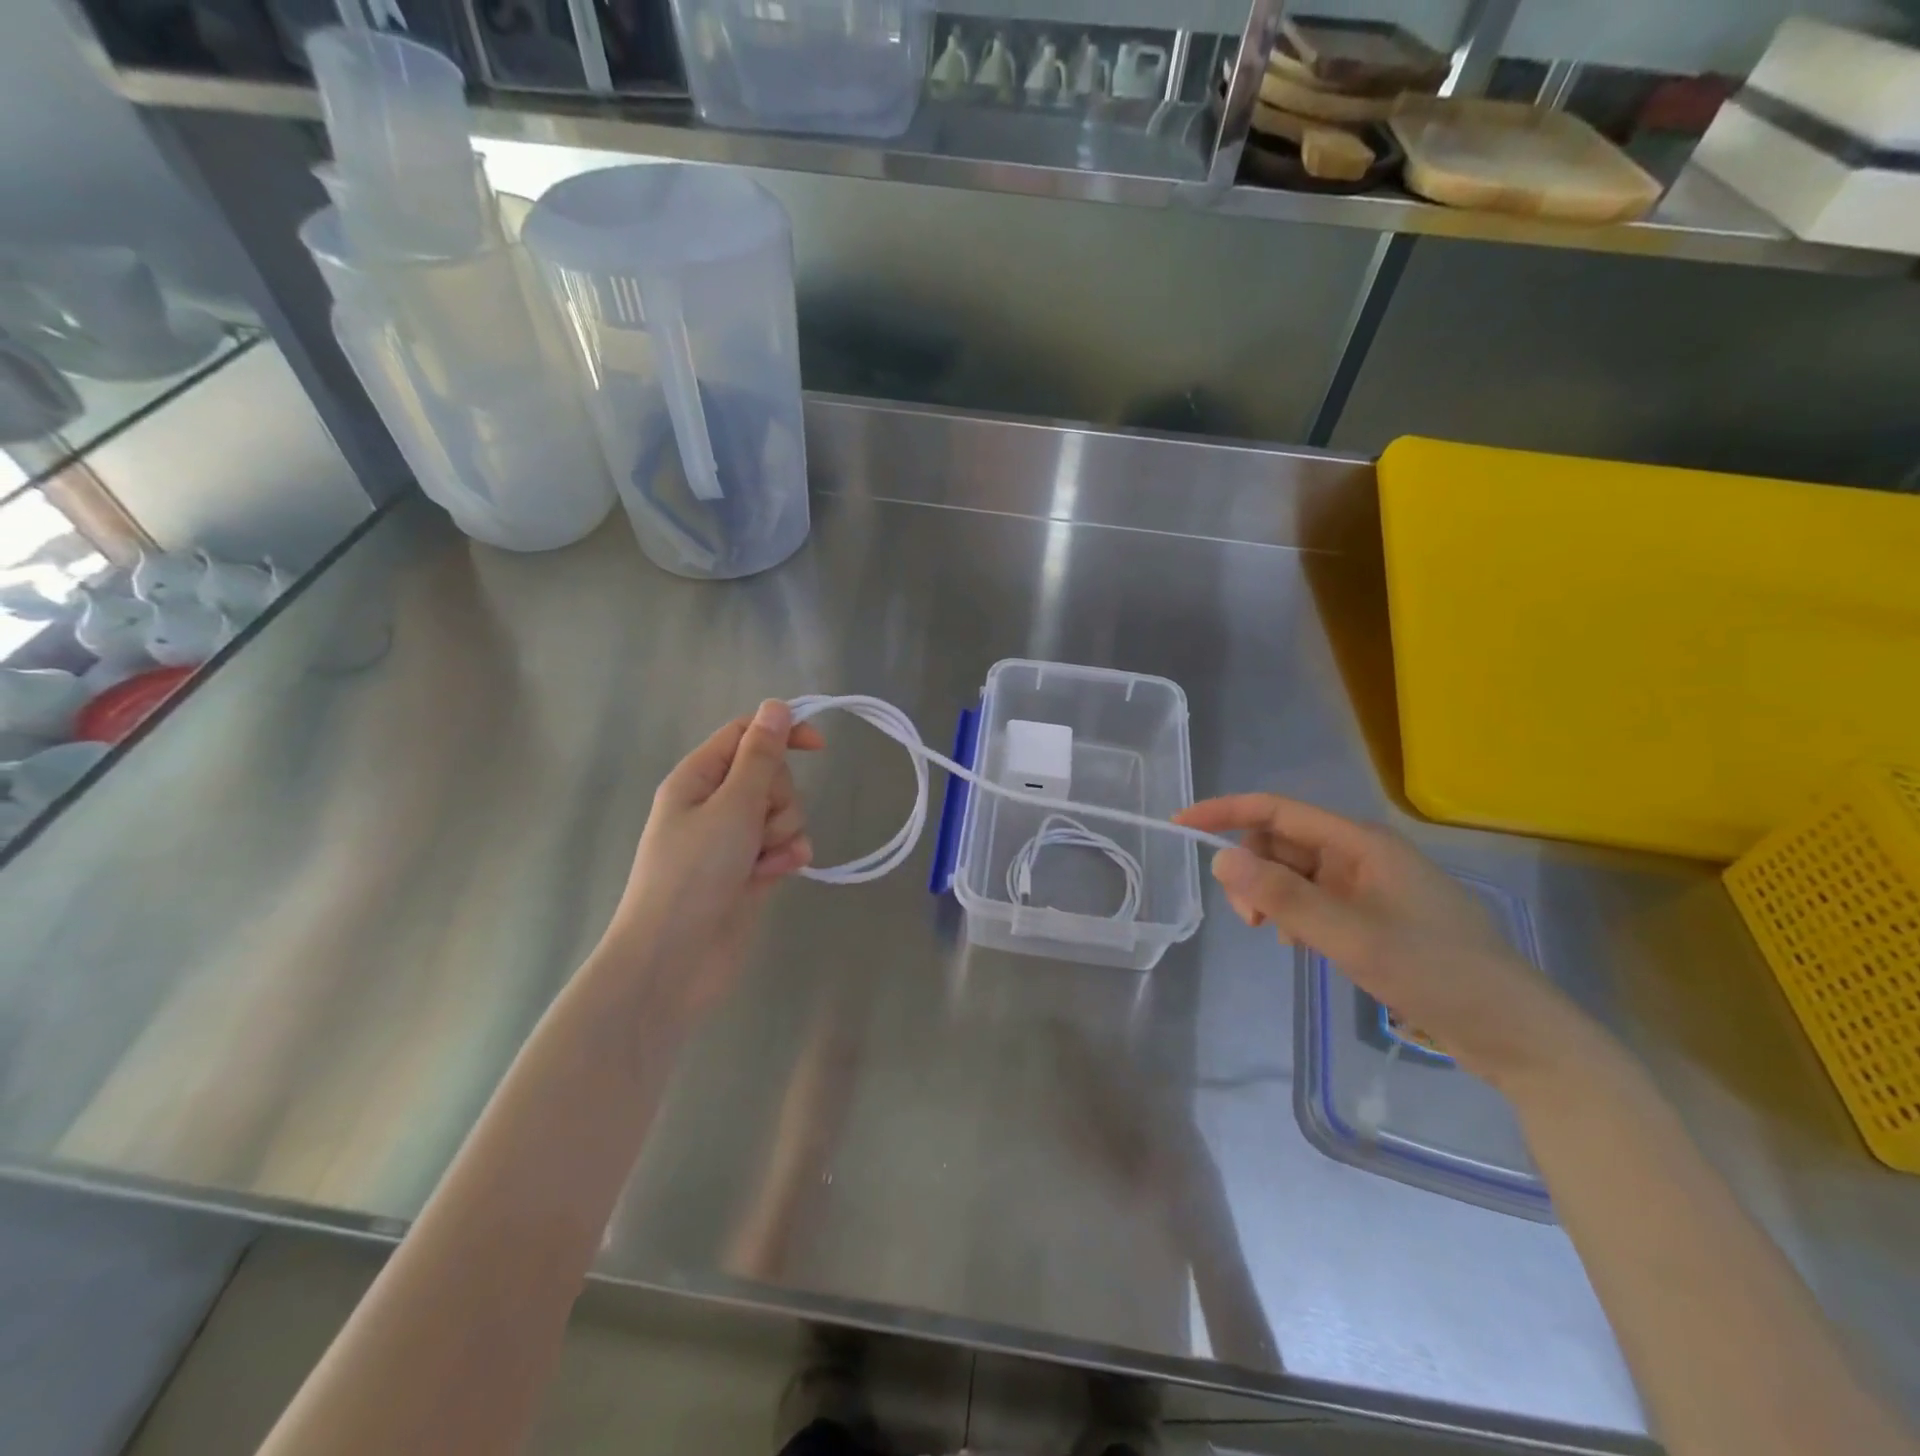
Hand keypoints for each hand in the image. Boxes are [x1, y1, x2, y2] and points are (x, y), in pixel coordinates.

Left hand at [604, 700, 822, 1016]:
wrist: (675, 959)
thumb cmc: (694, 874)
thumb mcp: (732, 806)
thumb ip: (760, 756)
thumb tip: (776, 706)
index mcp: (698, 778)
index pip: (746, 735)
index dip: (782, 734)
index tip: (820, 746)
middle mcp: (715, 804)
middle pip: (770, 776)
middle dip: (779, 799)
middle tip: (759, 826)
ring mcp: (733, 839)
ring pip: (782, 812)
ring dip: (783, 831)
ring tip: (764, 859)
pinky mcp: (750, 870)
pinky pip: (783, 845)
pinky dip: (785, 856)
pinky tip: (779, 873)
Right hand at [1175, 794, 1582, 1085]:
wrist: (1516, 1033)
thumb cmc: (1438, 973)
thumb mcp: (1352, 936)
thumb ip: (1285, 897)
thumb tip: (1221, 860)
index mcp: (1361, 843)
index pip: (1277, 811)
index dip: (1226, 812)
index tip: (1182, 826)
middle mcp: (1362, 855)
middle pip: (1282, 843)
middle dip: (1252, 871)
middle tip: (1252, 920)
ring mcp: (1369, 887)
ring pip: (1295, 875)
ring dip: (1273, 897)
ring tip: (1281, 937)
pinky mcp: (1374, 917)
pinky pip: (1314, 901)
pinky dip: (1295, 916)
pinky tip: (1303, 946)